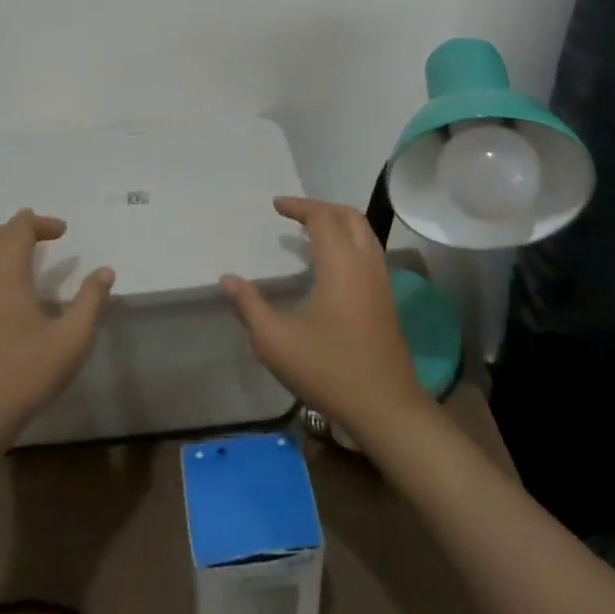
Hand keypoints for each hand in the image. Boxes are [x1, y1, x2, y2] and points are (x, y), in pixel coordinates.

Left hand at [0, 210, 115, 443]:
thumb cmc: (22, 374)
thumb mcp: (71, 339)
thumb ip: (91, 300)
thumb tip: (105, 271)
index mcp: (2, 268)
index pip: (19, 227)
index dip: (42, 223)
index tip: (62, 232)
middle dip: (22, 232)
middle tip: (46, 241)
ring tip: (18, 258)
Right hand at [221, 196, 430, 442]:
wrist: (386, 408)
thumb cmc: (328, 370)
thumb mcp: (276, 342)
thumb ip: (249, 306)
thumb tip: (227, 279)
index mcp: (340, 265)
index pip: (323, 217)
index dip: (299, 206)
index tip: (276, 205)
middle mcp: (366, 264)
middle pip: (349, 216)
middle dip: (321, 208)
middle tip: (293, 213)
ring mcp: (381, 281)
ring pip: (364, 233)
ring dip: (338, 223)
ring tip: (309, 232)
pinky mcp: (387, 299)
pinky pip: (369, 252)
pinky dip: (349, 241)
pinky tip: (329, 264)